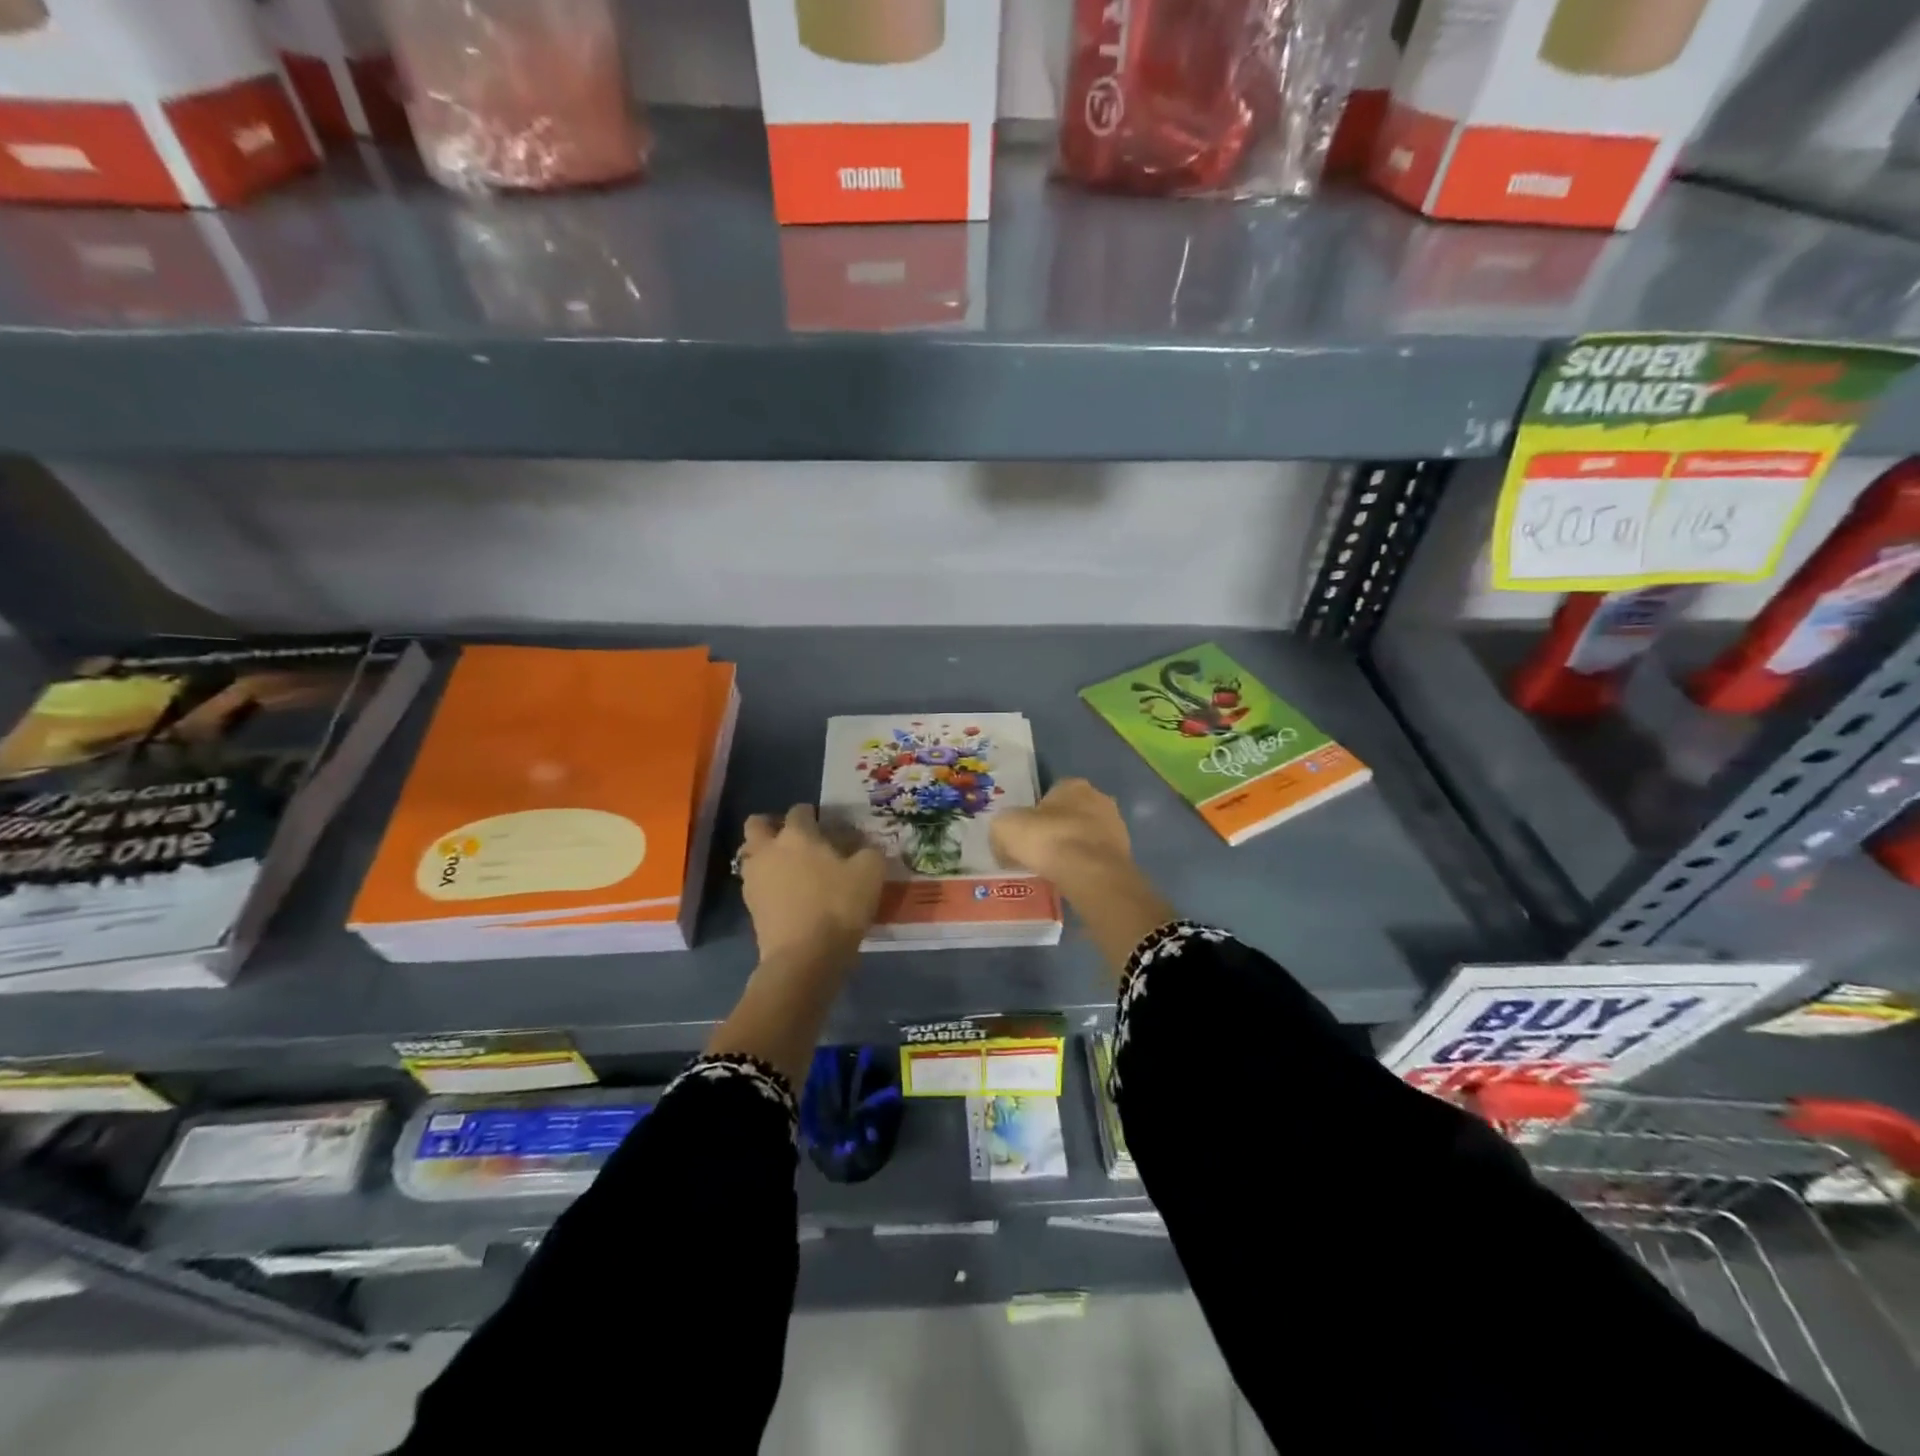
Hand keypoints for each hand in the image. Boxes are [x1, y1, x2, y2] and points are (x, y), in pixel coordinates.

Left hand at [738, 804, 884, 963]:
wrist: (804, 957)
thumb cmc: (838, 905)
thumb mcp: (870, 873)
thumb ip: (868, 852)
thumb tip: (865, 848)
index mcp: (797, 835)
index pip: (799, 810)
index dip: (812, 815)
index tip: (826, 826)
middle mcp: (769, 850)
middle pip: (757, 824)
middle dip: (771, 826)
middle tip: (794, 839)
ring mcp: (753, 879)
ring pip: (751, 855)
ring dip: (765, 856)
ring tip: (790, 870)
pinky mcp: (750, 907)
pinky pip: (755, 884)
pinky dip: (767, 884)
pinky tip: (788, 896)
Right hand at [989, 778, 1133, 884]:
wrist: (1090, 873)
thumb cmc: (1047, 839)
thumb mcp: (1005, 828)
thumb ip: (1002, 830)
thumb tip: (1003, 845)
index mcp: (1073, 785)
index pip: (1051, 793)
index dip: (1035, 813)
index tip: (1025, 834)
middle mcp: (1099, 798)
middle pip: (1071, 813)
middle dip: (1056, 830)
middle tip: (1038, 853)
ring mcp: (1116, 827)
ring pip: (1086, 836)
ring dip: (1073, 848)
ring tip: (1054, 870)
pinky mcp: (1124, 854)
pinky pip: (1096, 858)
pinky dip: (1085, 866)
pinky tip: (1071, 880)